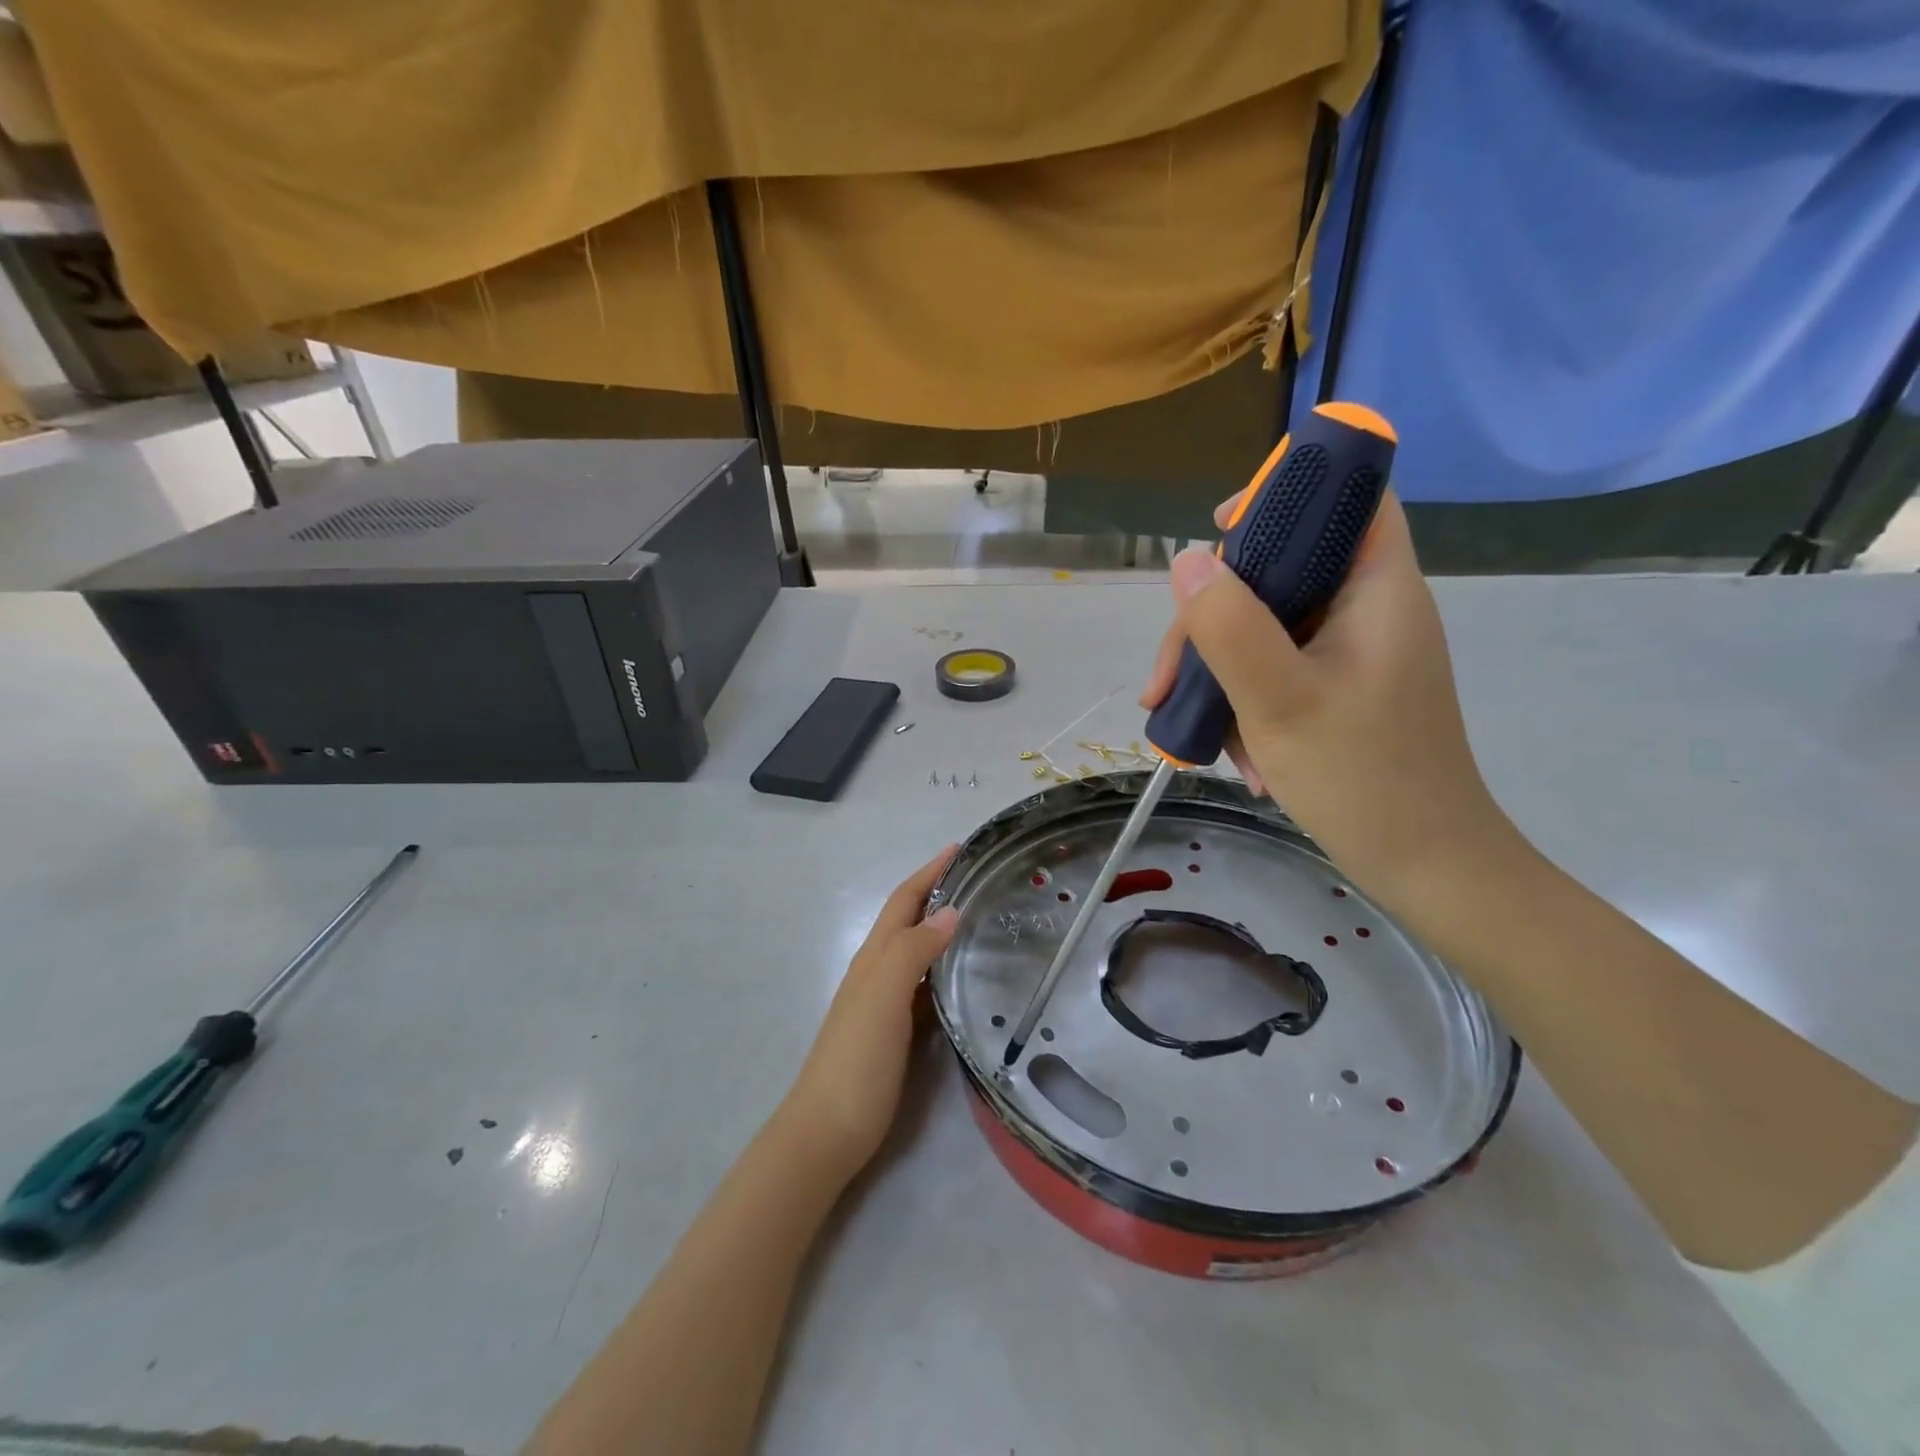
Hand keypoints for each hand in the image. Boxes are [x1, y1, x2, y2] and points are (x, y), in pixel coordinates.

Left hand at [781, 848, 959, 1175]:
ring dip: (943, 927)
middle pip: (909, 920)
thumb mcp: (883, 997)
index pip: (904, 901)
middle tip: (980, 879)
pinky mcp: (896, 1031)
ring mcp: (885, 1003)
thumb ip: (913, 951)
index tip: (960, 848)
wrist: (829, 1131)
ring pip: (918, 951)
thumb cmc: (856, 1059)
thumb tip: (951, 911)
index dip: (929, 872)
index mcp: (874, 957)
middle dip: (938, 893)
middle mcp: (878, 971)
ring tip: (982, 917)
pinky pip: (925, 985)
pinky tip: (966, 976)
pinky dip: (944, 968)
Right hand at [1140, 490, 1520, 918]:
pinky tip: (1235, 753)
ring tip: (1194, 731)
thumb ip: (1229, 627)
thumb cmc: (1363, 779)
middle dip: (1214, 618)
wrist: (1429, 868)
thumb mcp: (1280, 700)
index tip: (1216, 533)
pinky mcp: (1341, 691)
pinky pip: (1278, 670)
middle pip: (1282, 571)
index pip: (1346, 498)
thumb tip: (1183, 563)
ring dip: (1220, 671)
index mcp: (1378, 590)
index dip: (1285, 493)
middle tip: (1167, 678)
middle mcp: (1369, 610)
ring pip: (1268, 627)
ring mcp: (1354, 654)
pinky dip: (1246, 701)